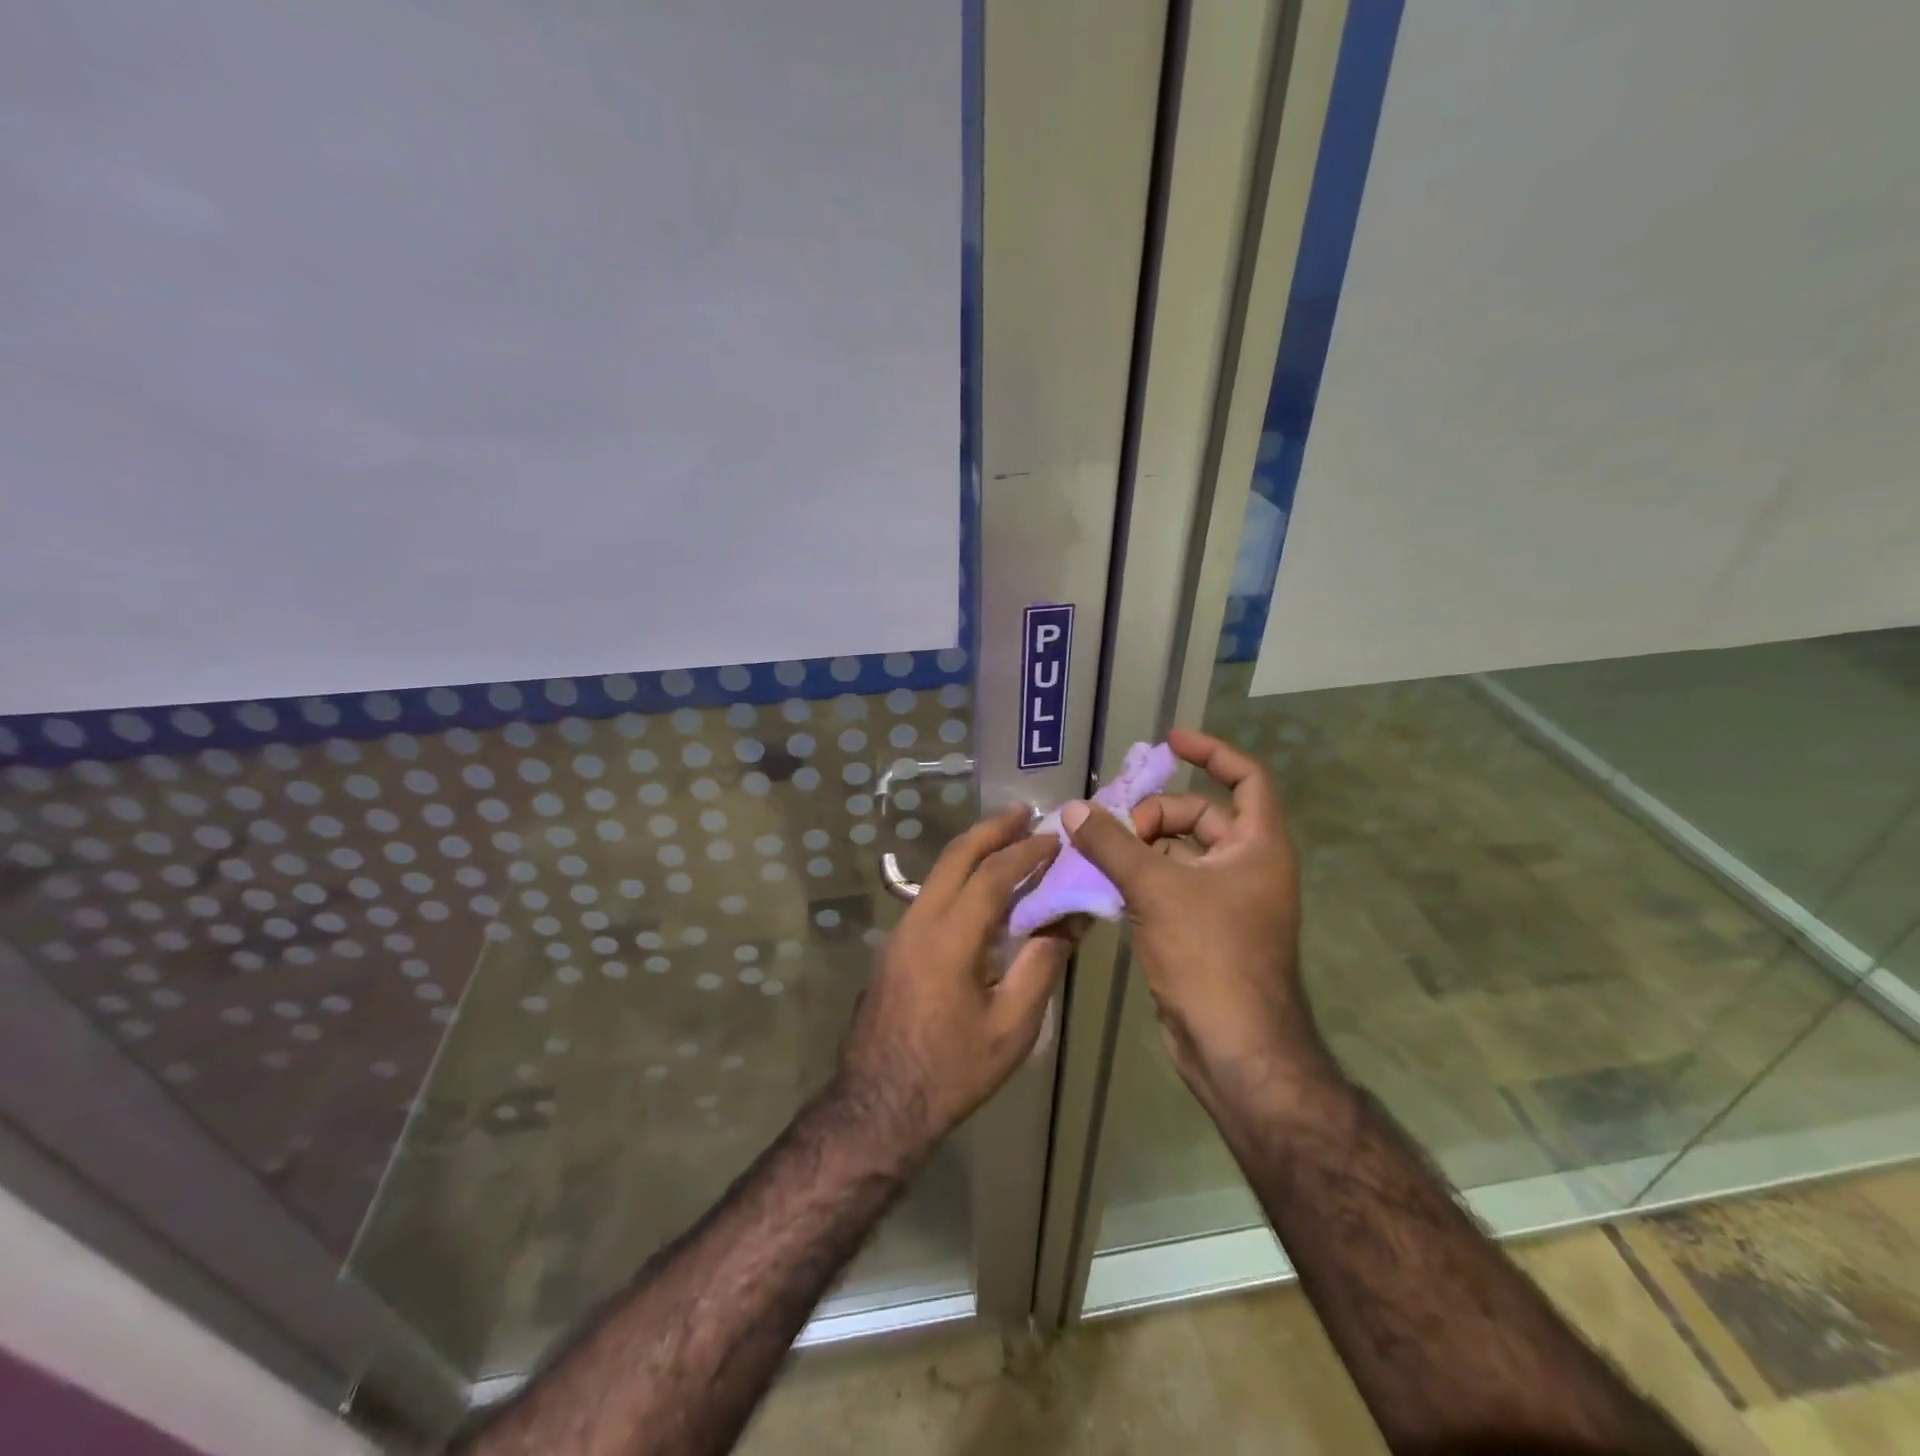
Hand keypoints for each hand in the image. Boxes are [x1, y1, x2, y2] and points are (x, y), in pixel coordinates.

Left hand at [836, 806, 1075, 1162]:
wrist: (878, 1104)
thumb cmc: (952, 1071)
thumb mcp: (1011, 1026)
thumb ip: (1042, 965)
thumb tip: (1071, 920)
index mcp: (950, 938)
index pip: (992, 876)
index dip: (1026, 853)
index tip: (1056, 838)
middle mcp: (919, 921)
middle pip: (956, 857)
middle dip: (991, 829)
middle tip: (1024, 812)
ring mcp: (901, 931)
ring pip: (939, 872)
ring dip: (973, 850)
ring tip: (1007, 839)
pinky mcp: (896, 945)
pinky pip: (931, 894)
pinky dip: (960, 876)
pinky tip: (981, 886)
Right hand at [1060, 728, 1329, 1109]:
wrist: (1234, 1046)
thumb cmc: (1209, 955)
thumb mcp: (1155, 888)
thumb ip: (1112, 843)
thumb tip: (1074, 808)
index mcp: (1258, 846)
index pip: (1246, 777)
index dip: (1212, 751)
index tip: (1170, 741)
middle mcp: (1247, 866)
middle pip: (1200, 816)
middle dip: (1155, 813)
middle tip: (1112, 825)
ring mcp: (1226, 900)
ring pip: (1179, 854)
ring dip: (1139, 847)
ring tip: (1096, 849)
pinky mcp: (1203, 929)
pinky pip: (1169, 886)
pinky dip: (1139, 878)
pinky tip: (1102, 883)